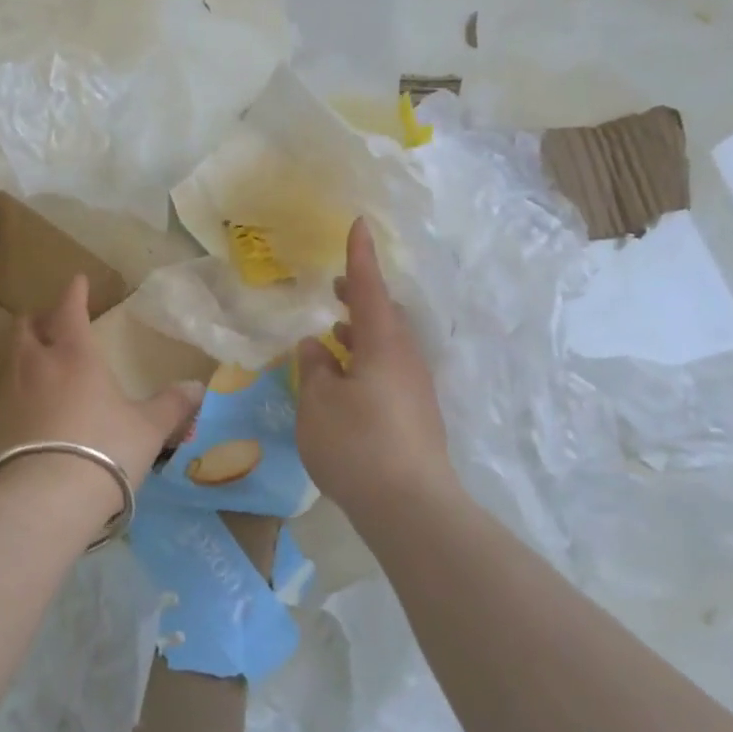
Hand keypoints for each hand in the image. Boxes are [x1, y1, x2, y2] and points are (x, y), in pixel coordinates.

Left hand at [0, 274, 203, 491]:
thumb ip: (171, 405)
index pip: (69, 310)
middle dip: (39, 319)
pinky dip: (18, 388)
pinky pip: (6, 394)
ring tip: (40, 359)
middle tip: (52, 320)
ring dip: (25, 352)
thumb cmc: (104, 448)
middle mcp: (37, 366)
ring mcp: (11, 395)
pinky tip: (31, 404)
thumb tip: (197, 387)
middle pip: (26, 329)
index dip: (73, 293)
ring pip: (12, 359)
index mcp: (74, 355)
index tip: (77, 280)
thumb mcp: (148, 428)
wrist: (46, 499)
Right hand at [296, 219, 455, 513]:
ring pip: (387, 346)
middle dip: (360, 299)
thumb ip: (315, 368)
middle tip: (336, 289)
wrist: (411, 507)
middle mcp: (406, 359)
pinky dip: (366, 362)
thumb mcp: (319, 403)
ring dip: (361, 334)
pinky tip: (345, 383)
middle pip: (385, 317)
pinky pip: (389, 372)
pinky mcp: (417, 416)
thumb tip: (317, 346)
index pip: (370, 289)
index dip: (360, 257)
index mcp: (383, 345)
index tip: (359, 224)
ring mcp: (416, 389)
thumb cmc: (357, 445)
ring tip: (332, 337)